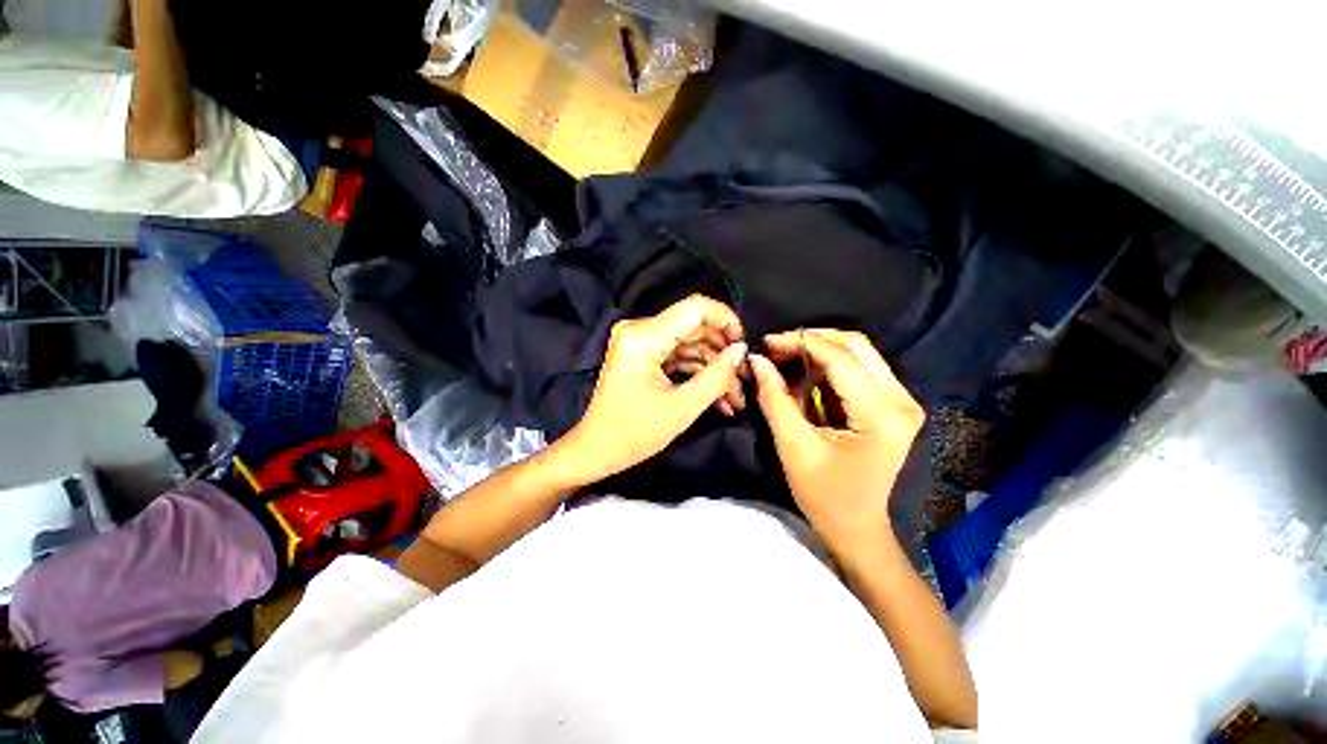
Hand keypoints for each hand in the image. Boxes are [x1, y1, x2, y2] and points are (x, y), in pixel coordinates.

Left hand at [563, 295, 746, 482]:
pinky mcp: (644, 356)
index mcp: (644, 336)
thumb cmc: (633, 434)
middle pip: (695, 328)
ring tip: (734, 398)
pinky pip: (679, 356)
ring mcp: (641, 342)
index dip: (726, 320)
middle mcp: (641, 330)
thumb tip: (741, 351)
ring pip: (691, 345)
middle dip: (723, 354)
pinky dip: (698, 374)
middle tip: (744, 381)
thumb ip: (716, 376)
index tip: (745, 347)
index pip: (696, 308)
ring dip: (713, 369)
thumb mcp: (681, 408)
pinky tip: (718, 397)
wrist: (596, 451)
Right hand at [750, 329, 923, 549]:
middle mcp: (901, 400)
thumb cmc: (824, 495)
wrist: (856, 526)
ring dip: (818, 352)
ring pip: (858, 353)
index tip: (766, 342)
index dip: (800, 343)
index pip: (840, 359)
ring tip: (784, 362)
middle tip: (775, 349)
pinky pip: (858, 369)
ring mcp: (901, 401)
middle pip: (856, 346)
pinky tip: (803, 377)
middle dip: (811, 340)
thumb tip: (757, 360)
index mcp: (881, 415)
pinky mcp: (893, 404)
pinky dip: (827, 367)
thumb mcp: (793, 446)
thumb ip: (774, 398)